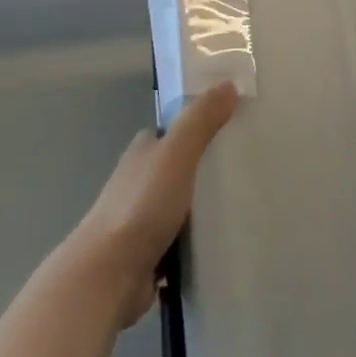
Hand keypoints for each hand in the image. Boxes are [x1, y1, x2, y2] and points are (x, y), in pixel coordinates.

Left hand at [65, 82, 238, 328]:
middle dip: (206, 169)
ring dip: (203, 209)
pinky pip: (180, 241)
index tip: (234, 128)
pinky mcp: (148, 254)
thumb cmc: (142, 205)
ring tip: (244, 206)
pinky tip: (224, 243)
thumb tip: (228, 82)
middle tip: (247, 170)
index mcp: (143, 150)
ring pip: (181, 205)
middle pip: (179, 167)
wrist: (108, 274)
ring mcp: (141, 219)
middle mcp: (139, 180)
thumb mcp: (177, 153)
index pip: (174, 130)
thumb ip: (201, 119)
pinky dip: (197, 242)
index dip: (200, 125)